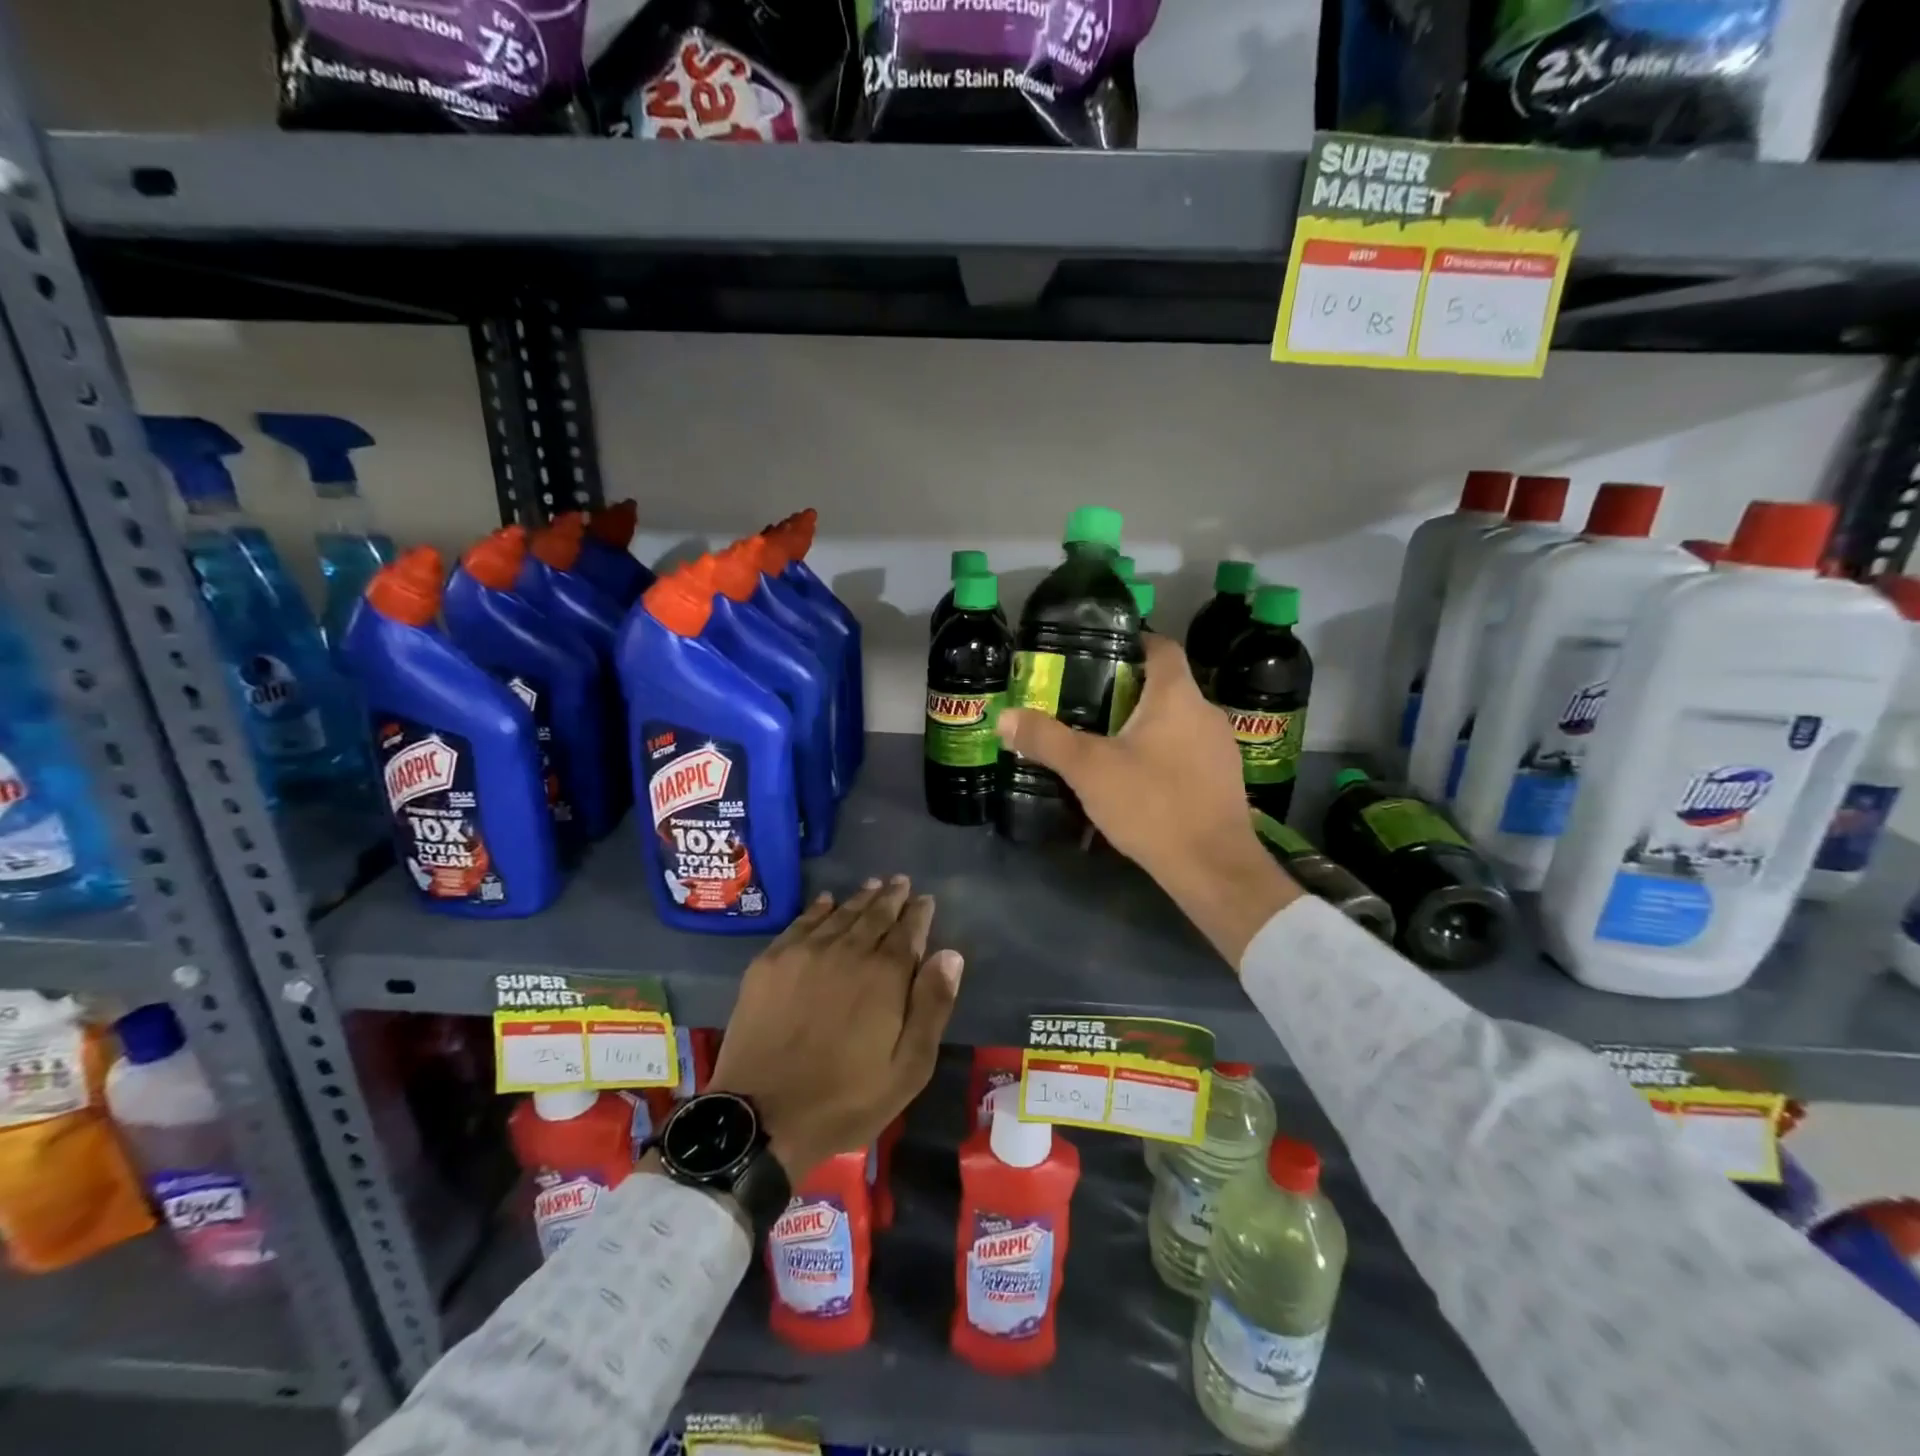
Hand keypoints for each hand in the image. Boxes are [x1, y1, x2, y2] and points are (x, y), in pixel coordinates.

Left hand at [709, 876, 961, 1181]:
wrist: (761, 1116)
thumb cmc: (844, 1099)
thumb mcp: (908, 1068)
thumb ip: (932, 1007)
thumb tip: (950, 955)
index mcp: (884, 976)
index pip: (908, 931)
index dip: (919, 913)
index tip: (925, 900)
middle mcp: (847, 951)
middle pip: (875, 915)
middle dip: (892, 897)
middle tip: (901, 882)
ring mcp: (805, 953)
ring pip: (840, 914)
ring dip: (860, 898)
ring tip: (873, 885)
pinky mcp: (771, 962)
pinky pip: (801, 923)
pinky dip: (819, 908)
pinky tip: (826, 900)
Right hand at [995, 632, 1299, 965]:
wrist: (1213, 867)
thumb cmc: (1152, 804)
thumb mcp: (1088, 770)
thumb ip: (1046, 740)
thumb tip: (1004, 717)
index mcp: (1177, 695)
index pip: (1160, 646)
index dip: (1131, 642)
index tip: (1099, 652)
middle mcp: (1206, 711)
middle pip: (1166, 685)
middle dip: (1128, 690)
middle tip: (1087, 703)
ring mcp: (1221, 747)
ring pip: (1177, 721)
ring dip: (1146, 725)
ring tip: (1107, 742)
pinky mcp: (1225, 779)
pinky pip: (1188, 751)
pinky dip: (1163, 753)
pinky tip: (1138, 779)